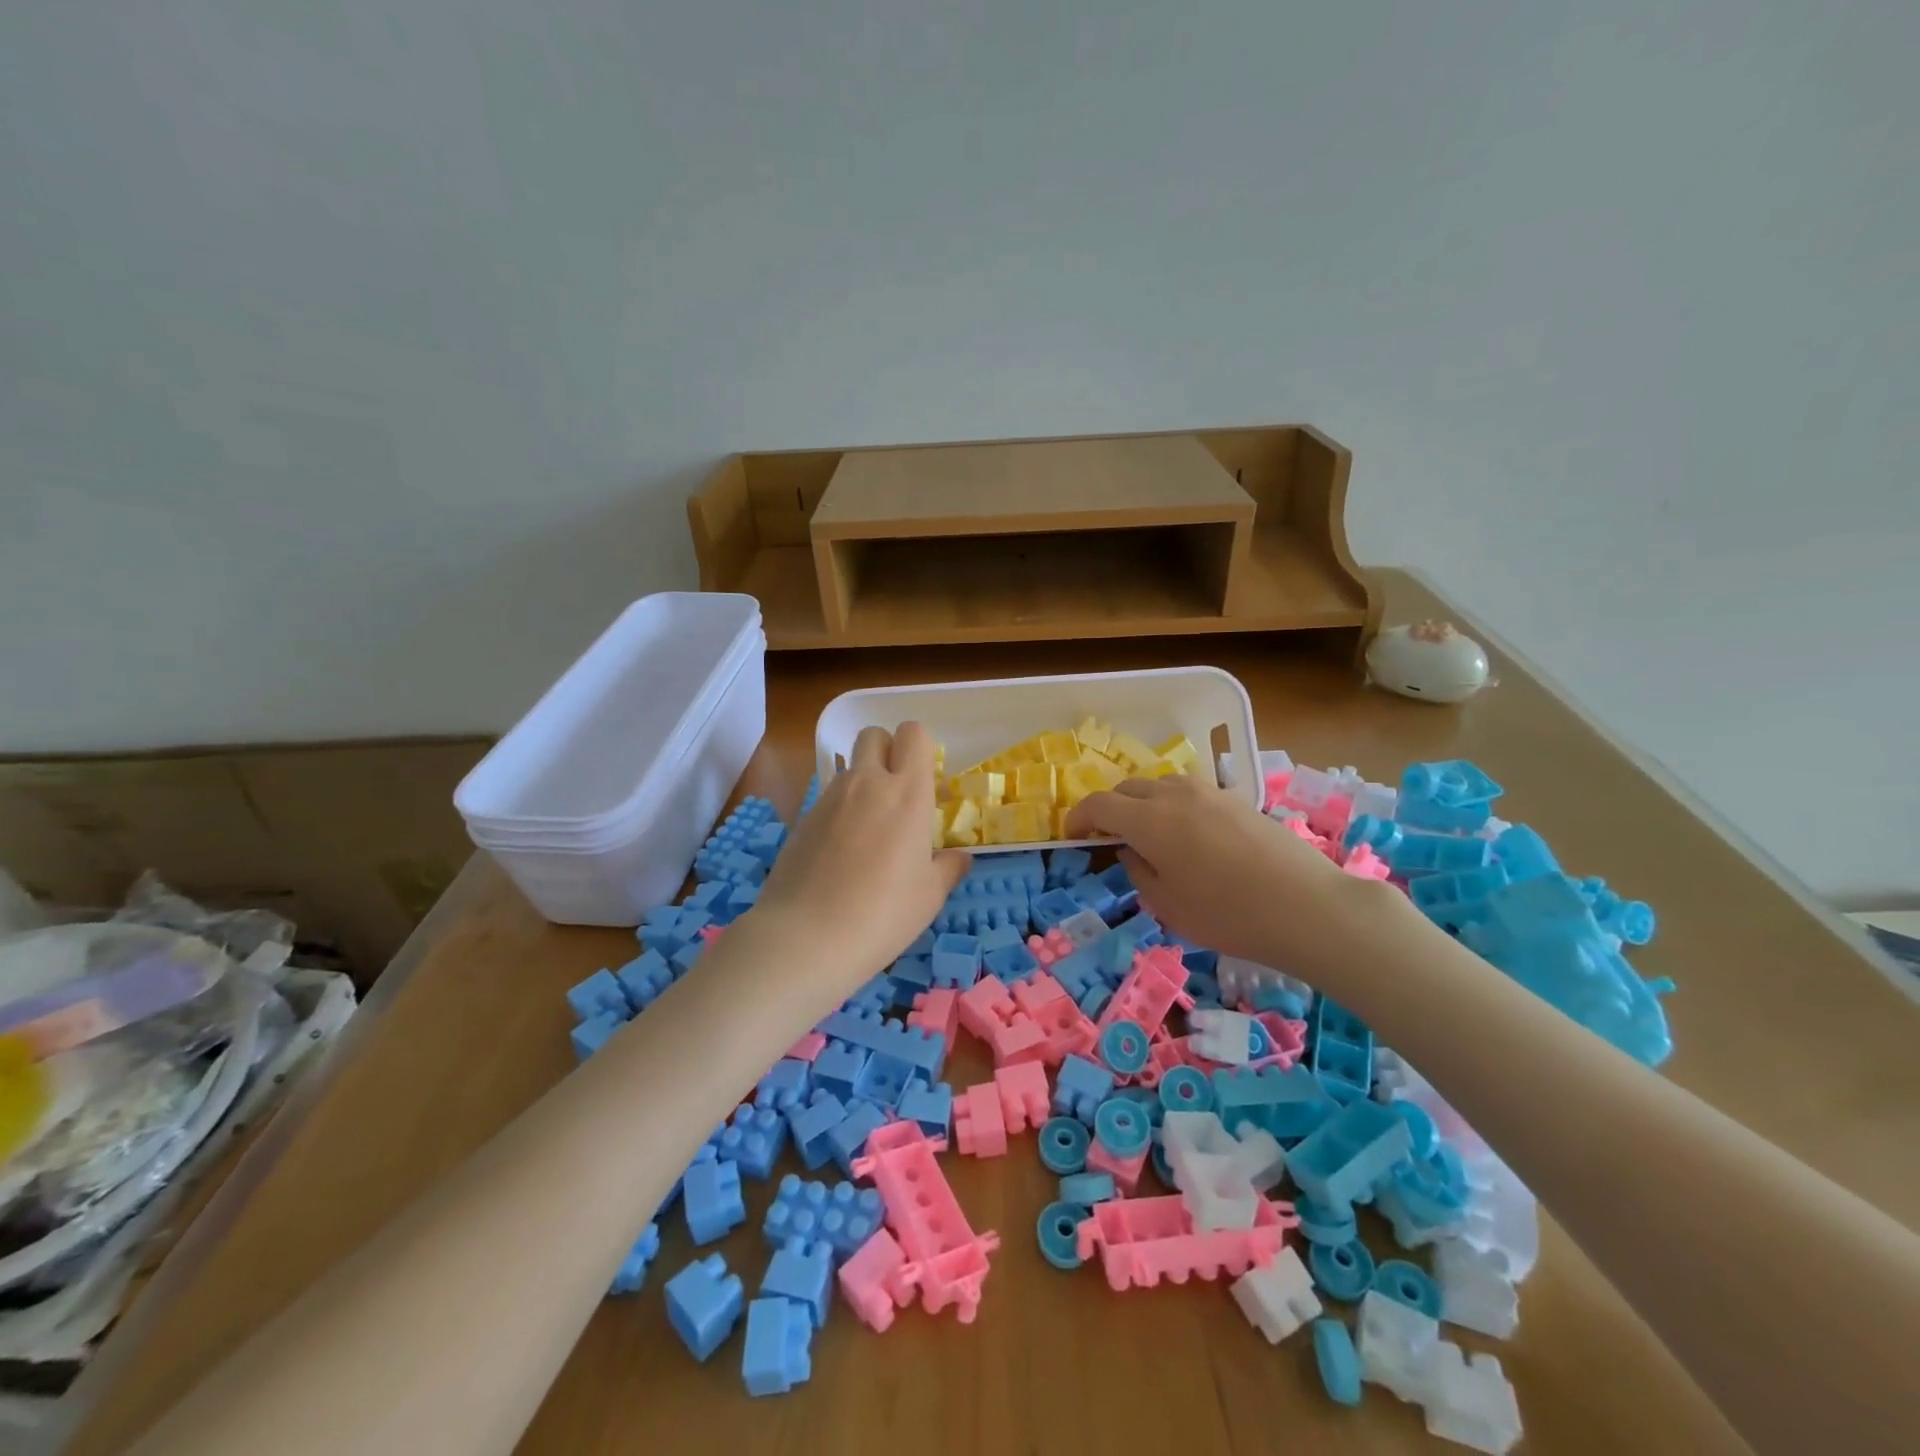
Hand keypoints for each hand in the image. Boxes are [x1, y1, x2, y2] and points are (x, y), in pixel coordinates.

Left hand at [745, 722, 968, 1002]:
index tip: (926, 781)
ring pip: (849, 767)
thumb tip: (959, 857)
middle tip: (897, 792)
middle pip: (874, 735)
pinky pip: (828, 797)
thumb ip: (948, 868)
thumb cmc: (882, 915)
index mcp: (907, 793)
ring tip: (870, 829)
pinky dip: (840, 810)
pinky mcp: (803, 819)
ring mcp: (829, 798)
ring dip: (863, 782)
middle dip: (887, 751)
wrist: (805, 937)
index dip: (920, 748)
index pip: (913, 734)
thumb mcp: (929, 896)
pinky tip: (841, 852)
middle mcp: (867, 783)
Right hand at [1064, 774, 1374, 972]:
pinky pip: (1190, 794)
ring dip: (1143, 804)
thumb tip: (1132, 850)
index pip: (1099, 804)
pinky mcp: (1237, 799)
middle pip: (1128, 788)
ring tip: (1150, 837)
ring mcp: (1210, 792)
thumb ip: (1138, 871)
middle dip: (1111, 809)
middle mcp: (1175, 794)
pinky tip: (1189, 838)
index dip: (1078, 818)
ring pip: (1160, 786)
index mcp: (1149, 818)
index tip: (1073, 837)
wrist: (1308, 907)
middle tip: (1110, 840)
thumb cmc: (1228, 914)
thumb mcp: (1167, 905)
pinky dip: (1173, 807)